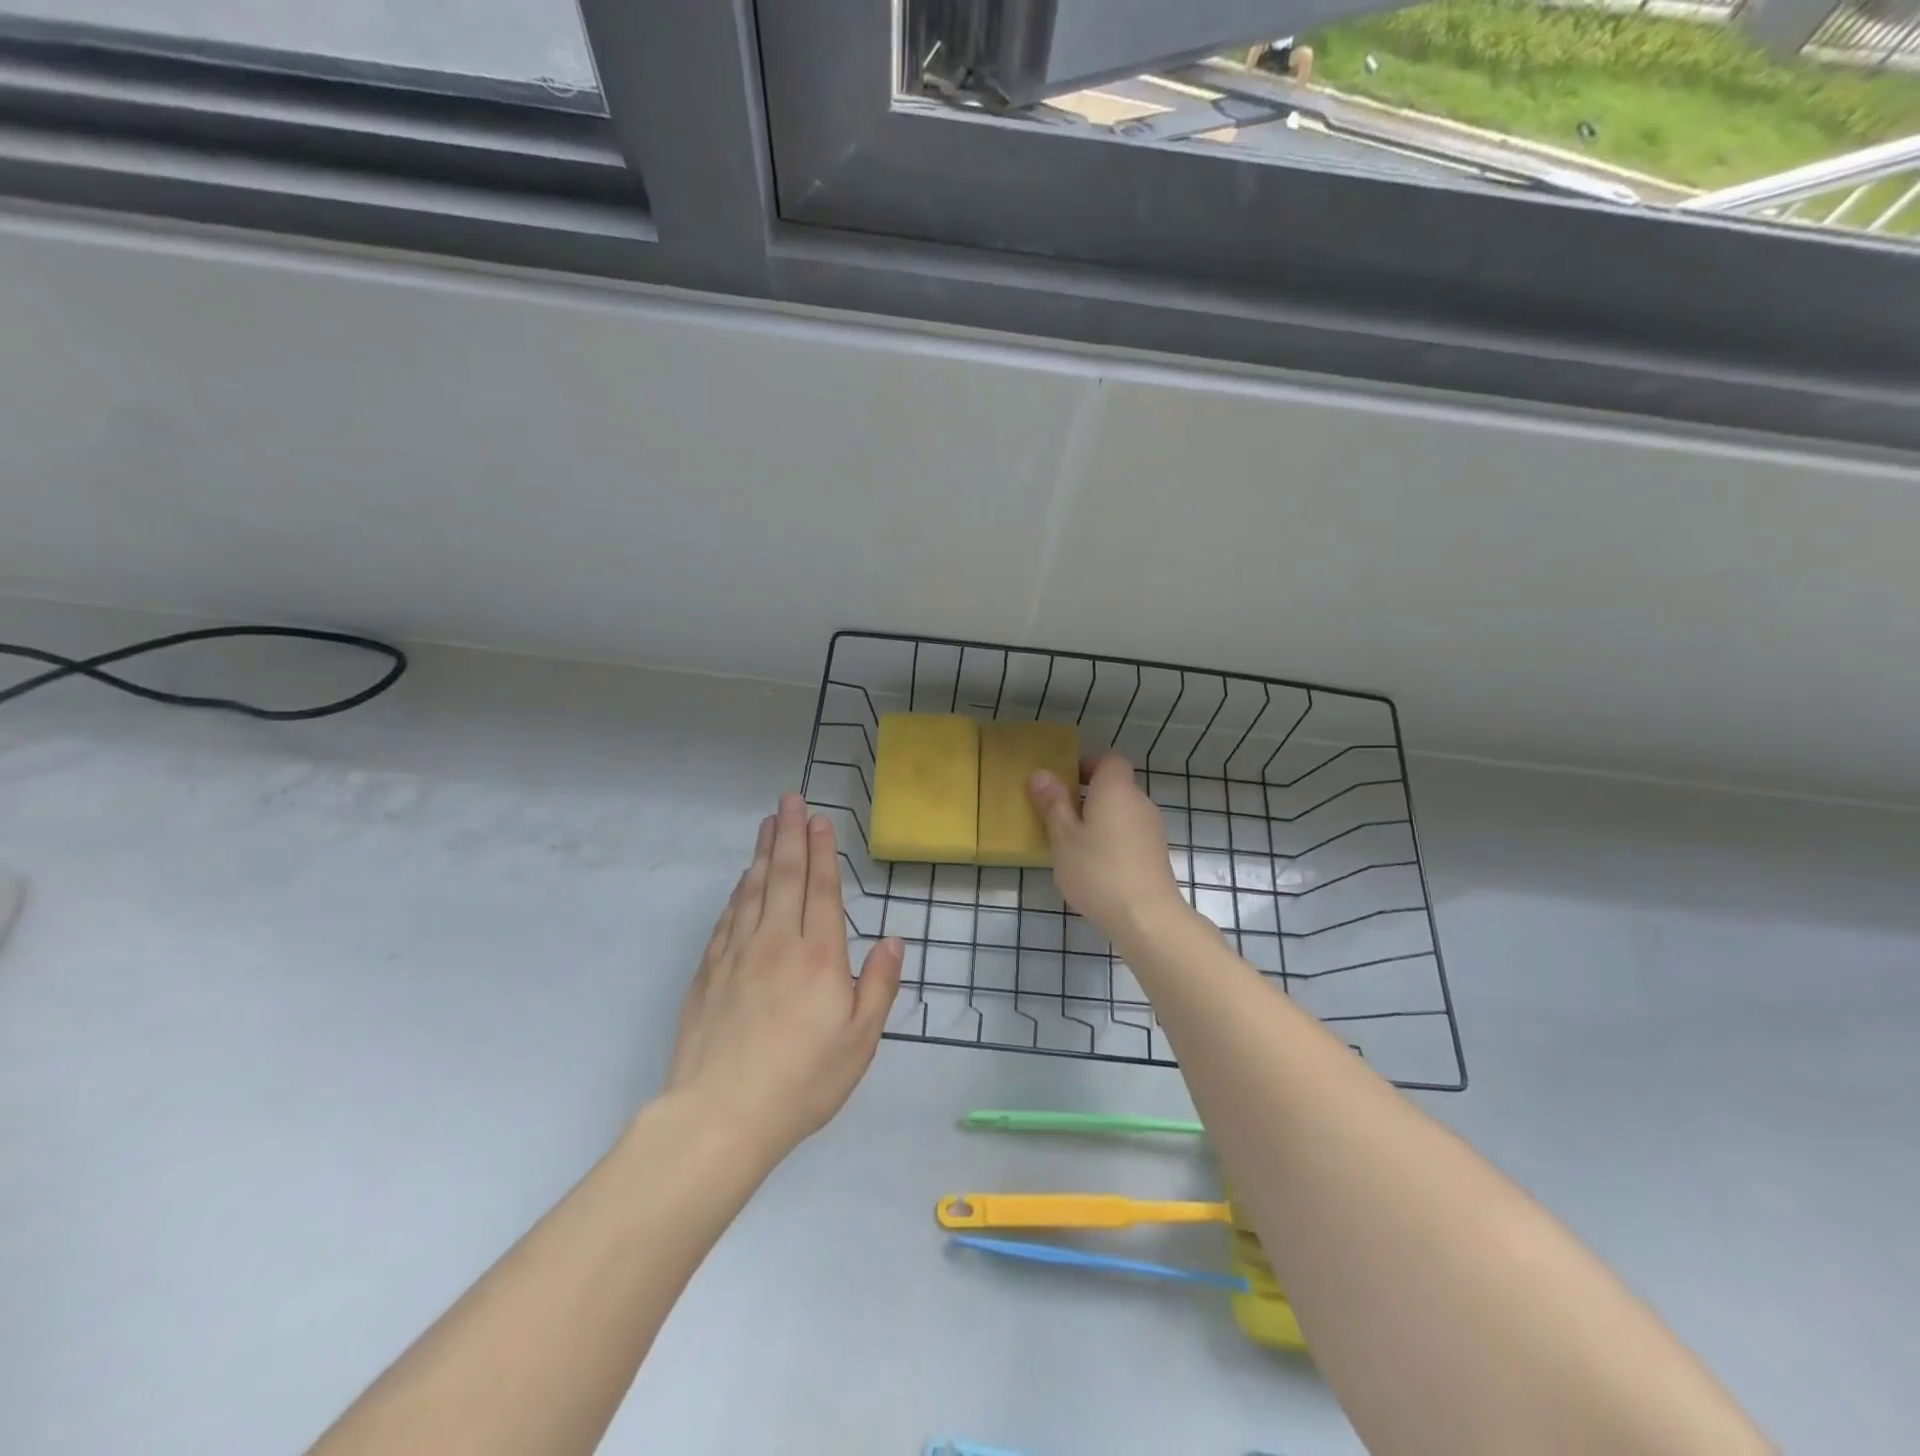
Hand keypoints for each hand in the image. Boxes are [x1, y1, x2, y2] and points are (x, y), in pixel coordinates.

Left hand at [665, 794, 903, 1166]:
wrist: (720, 1116)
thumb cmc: (802, 1081)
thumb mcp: (860, 1041)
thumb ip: (878, 985)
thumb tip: (894, 941)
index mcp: (819, 956)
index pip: (822, 889)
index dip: (823, 851)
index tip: (820, 819)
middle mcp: (777, 942)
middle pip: (785, 876)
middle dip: (791, 834)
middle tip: (791, 800)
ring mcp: (738, 953)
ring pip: (753, 889)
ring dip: (764, 852)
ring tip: (769, 824)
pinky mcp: (709, 970)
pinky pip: (728, 916)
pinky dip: (739, 890)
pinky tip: (744, 879)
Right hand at [1029, 753, 1185, 941]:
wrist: (1147, 918)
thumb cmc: (1098, 871)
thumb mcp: (1063, 837)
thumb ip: (1053, 804)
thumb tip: (1041, 773)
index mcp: (1116, 789)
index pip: (1108, 760)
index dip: (1086, 766)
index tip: (1064, 785)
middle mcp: (1139, 802)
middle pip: (1115, 787)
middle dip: (1088, 797)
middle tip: (1060, 819)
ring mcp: (1152, 829)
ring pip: (1122, 813)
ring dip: (1100, 821)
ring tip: (1074, 847)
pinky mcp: (1156, 854)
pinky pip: (1130, 835)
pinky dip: (1113, 841)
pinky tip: (1096, 868)